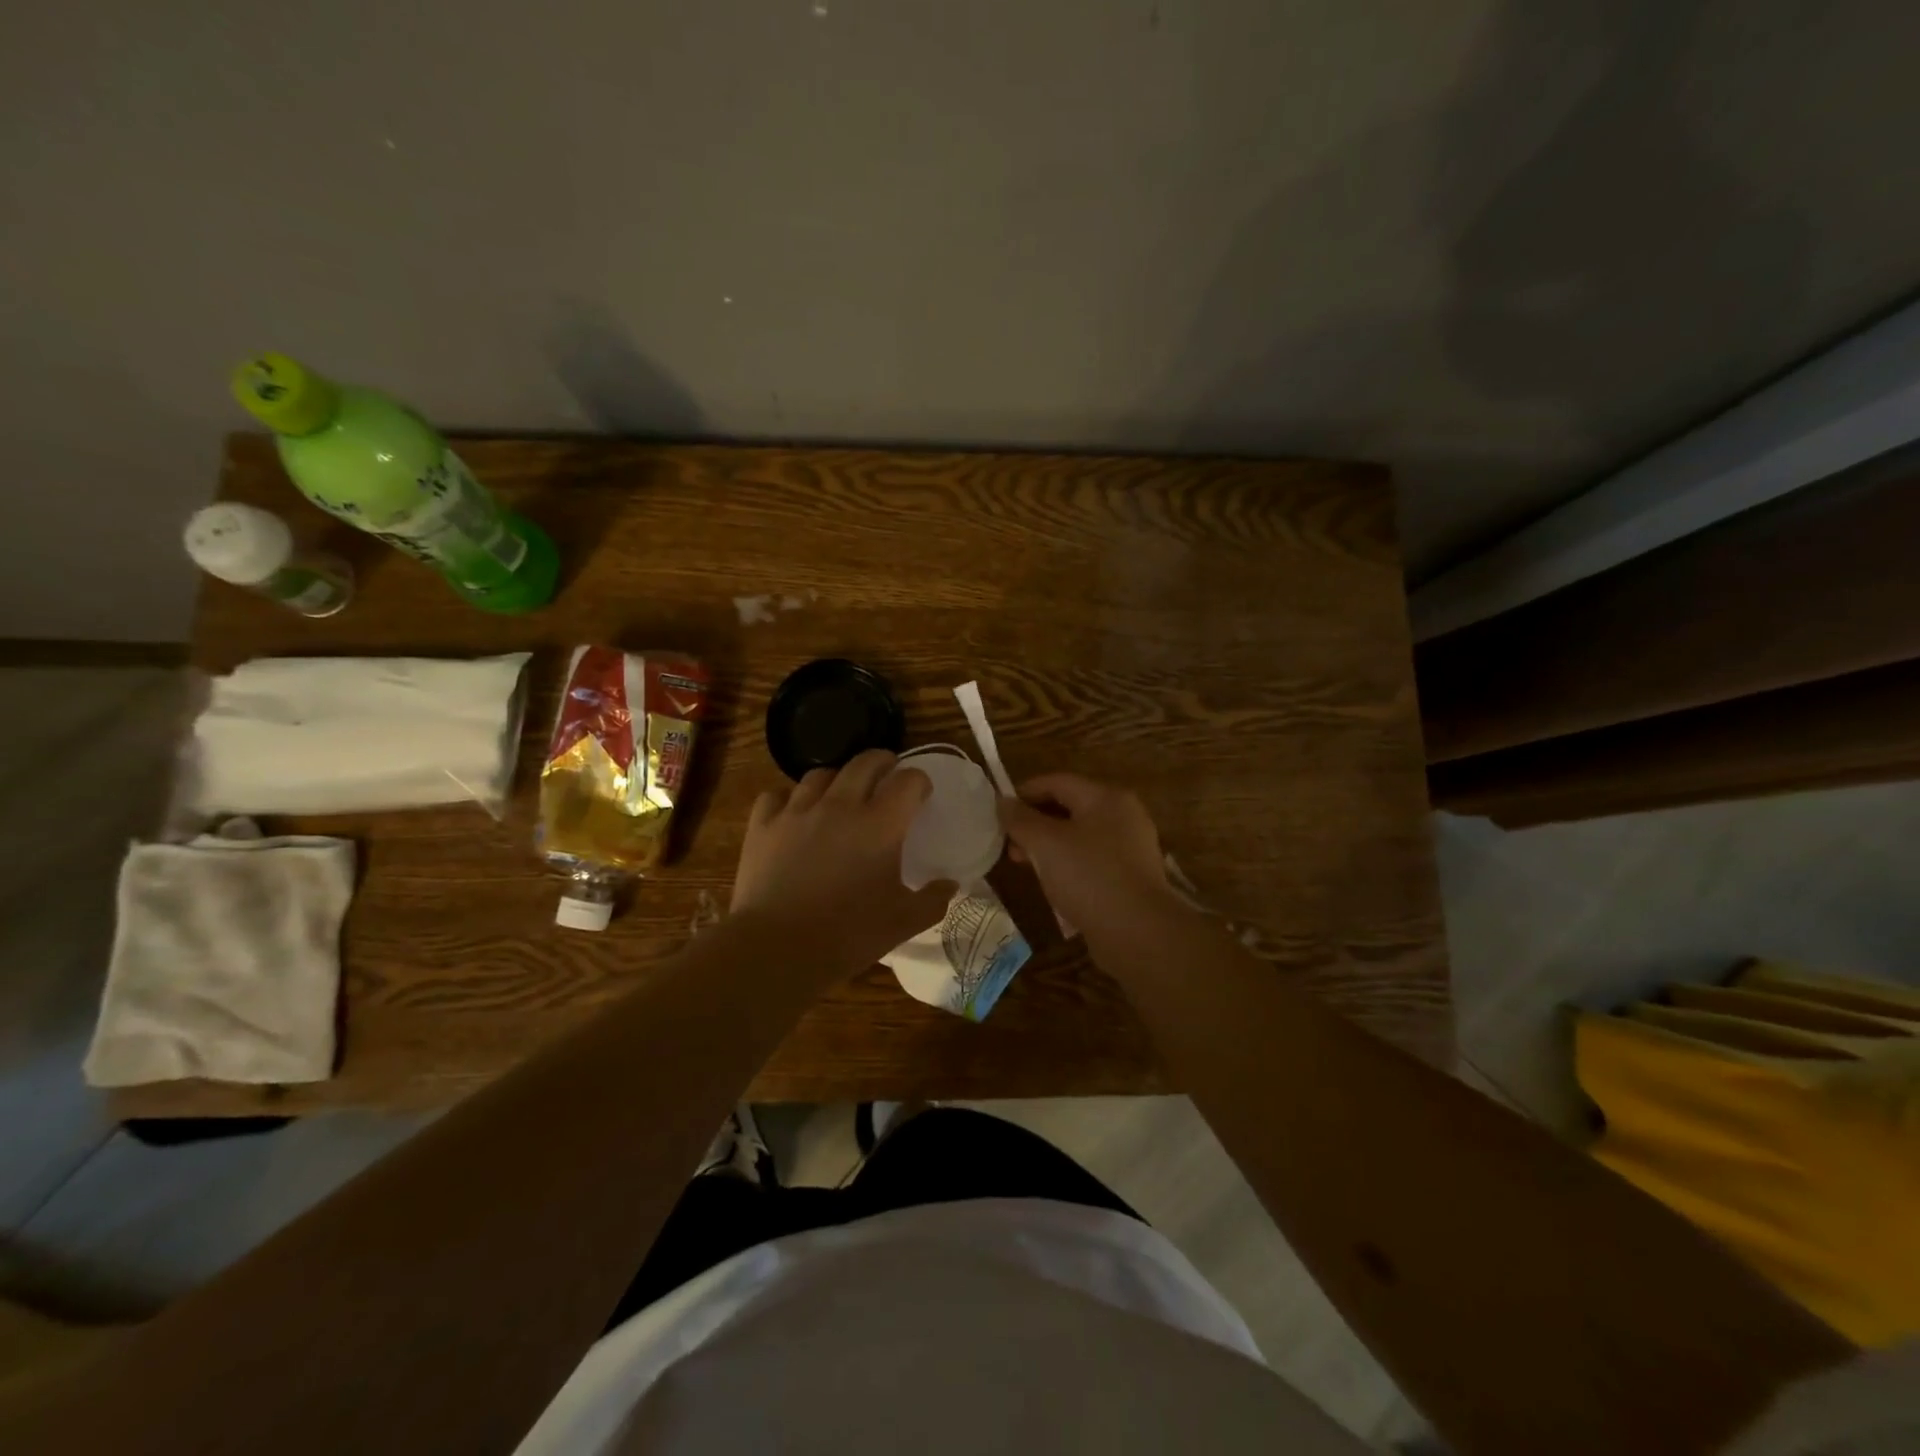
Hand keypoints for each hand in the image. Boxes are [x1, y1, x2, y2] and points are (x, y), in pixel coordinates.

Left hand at [731, 750, 952, 973]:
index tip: (921, 795)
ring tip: (841, 794)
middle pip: (865, 762)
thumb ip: (933, 900)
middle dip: (883, 763)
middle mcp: (840, 806)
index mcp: (880, 824)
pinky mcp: (763, 825)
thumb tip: (951, 884)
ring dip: (838, 779)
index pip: (908, 780)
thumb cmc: (849, 934)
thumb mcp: (903, 922)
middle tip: (888, 777)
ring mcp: (797, 811)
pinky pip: (777, 795)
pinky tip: (794, 814)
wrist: (778, 949)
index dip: (920, 782)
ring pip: (820, 774)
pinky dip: (789, 799)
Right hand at [998, 774, 1185, 941]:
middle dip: (1035, 823)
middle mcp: (1123, 815)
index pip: (1057, 782)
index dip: (1024, 793)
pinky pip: (1092, 860)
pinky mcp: (1131, 876)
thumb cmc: (1089, 876)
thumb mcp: (1045, 843)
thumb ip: (1020, 819)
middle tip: (1009, 844)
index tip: (998, 812)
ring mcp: (1131, 847)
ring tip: (1025, 865)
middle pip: (1070, 807)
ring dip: (1049, 846)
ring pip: (1080, 836)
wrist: (1138, 932)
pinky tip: (1053, 884)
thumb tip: (1003, 802)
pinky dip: (1068, 864)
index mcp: (1106, 797)